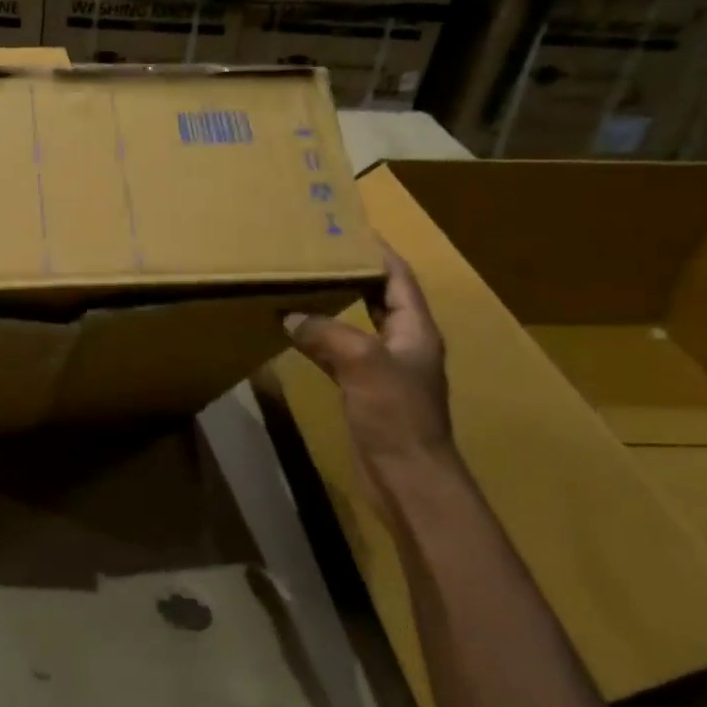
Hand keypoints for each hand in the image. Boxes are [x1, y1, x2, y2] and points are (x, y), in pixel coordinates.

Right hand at [283, 243, 456, 513]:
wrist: (407, 476)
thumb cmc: (396, 414)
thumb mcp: (361, 362)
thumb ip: (326, 332)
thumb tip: (291, 315)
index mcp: (415, 330)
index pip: (398, 278)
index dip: (377, 251)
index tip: (348, 229)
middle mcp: (404, 343)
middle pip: (380, 297)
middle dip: (353, 273)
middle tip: (319, 254)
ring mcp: (385, 369)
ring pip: (357, 324)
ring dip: (334, 304)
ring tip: (303, 283)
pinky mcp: (366, 391)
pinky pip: (341, 352)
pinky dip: (320, 338)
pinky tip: (296, 332)